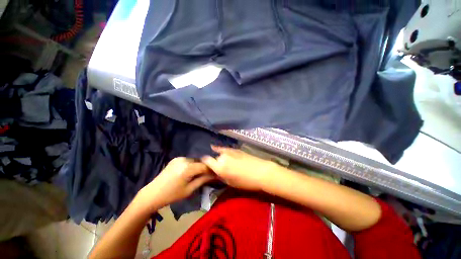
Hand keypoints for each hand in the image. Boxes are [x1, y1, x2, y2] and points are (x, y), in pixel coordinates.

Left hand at [139, 157, 215, 209]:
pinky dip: (193, 165)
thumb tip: (215, 175)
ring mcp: (179, 158)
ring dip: (199, 166)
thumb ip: (203, 180)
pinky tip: (192, 171)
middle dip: (206, 167)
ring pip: (195, 160)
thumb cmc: (171, 195)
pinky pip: (188, 160)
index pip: (205, 166)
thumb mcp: (189, 190)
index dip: (212, 169)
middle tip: (210, 174)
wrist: (152, 194)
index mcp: (187, 168)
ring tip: (201, 173)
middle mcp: (184, 159)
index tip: (217, 173)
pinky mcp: (176, 159)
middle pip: (200, 162)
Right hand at [201, 146, 275, 190]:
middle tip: (217, 166)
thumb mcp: (230, 182)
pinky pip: (225, 149)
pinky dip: (222, 150)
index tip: (204, 165)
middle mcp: (222, 156)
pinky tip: (218, 149)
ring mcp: (229, 151)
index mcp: (219, 166)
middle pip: (214, 157)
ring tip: (219, 159)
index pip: (206, 160)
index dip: (204, 162)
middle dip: (214, 161)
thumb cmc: (245, 181)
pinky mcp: (235, 149)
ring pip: (219, 152)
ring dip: (218, 156)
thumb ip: (220, 176)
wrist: (261, 171)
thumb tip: (214, 173)